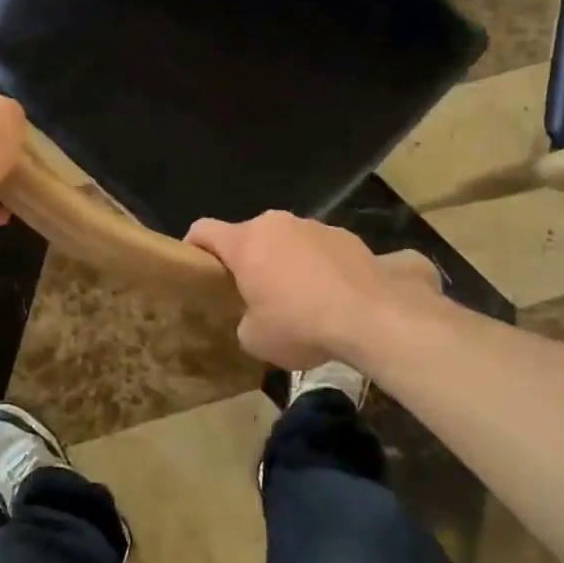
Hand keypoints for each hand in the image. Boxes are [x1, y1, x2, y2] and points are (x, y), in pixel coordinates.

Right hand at [185, 211, 443, 370]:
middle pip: (249, 237)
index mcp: (245, 242)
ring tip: (299, 300)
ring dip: (284, 263)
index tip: (196, 267)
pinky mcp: (346, 236)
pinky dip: (317, 266)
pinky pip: (319, 249)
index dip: (193, 246)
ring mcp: (314, 226)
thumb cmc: (300, 325)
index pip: (203, 230)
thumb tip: (254, 316)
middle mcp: (276, 224)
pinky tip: (331, 297)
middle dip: (248, 262)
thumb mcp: (255, 338)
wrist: (370, 317)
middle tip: (254, 295)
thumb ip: (244, 319)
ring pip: (286, 241)